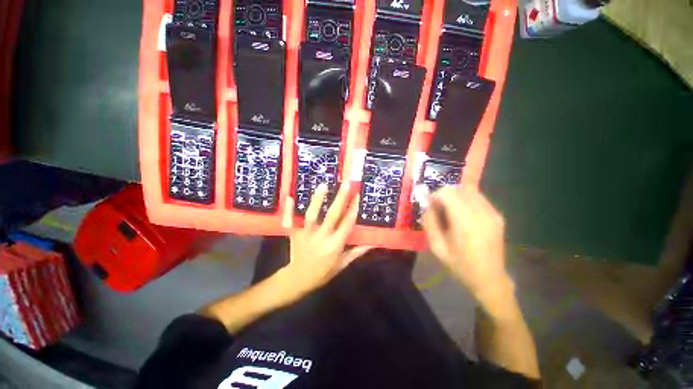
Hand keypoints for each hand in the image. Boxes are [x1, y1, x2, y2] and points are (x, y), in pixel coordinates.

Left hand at [282, 182, 371, 295]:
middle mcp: (322, 237)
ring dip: (318, 200)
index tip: (357, 195)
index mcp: (335, 245)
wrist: (298, 280)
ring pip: (312, 215)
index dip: (353, 209)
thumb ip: (356, 252)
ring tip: (323, 185)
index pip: (347, 224)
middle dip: (340, 199)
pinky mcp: (294, 234)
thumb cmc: (323, 272)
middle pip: (332, 216)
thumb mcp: (342, 264)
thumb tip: (372, 243)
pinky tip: (290, 197)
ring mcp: (307, 235)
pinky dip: (289, 210)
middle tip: (346, 184)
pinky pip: (290, 221)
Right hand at [421, 186, 513, 308]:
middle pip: (459, 189)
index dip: (435, 195)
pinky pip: (478, 198)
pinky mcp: (497, 215)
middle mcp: (482, 213)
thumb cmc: (460, 265)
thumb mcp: (436, 247)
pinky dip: (466, 200)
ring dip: (455, 197)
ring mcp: (493, 213)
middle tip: (438, 208)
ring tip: (449, 211)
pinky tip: (462, 214)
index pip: (448, 193)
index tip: (429, 205)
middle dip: (444, 195)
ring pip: (469, 191)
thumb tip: (428, 205)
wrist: (489, 278)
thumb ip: (429, 222)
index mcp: (466, 223)